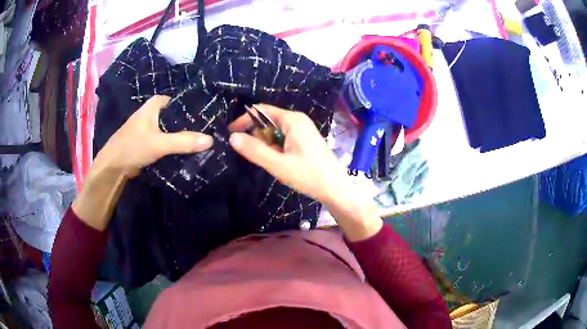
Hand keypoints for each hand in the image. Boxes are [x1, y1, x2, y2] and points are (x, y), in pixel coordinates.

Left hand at [93, 95, 213, 176]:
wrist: (113, 167)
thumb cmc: (132, 147)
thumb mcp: (159, 143)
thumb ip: (183, 141)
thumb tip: (211, 140)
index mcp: (156, 104)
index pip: (183, 102)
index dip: (198, 111)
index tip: (214, 120)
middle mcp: (156, 112)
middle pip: (180, 117)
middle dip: (194, 126)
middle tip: (213, 133)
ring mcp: (154, 127)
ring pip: (175, 129)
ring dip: (187, 137)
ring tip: (206, 143)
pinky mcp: (152, 140)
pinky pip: (170, 140)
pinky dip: (178, 145)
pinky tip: (191, 150)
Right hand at [228, 104, 349, 206]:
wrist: (336, 188)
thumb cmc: (308, 175)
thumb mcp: (278, 164)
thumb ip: (254, 150)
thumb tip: (233, 137)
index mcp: (292, 120)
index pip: (261, 111)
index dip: (243, 120)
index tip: (230, 134)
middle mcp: (298, 120)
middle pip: (268, 120)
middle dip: (256, 135)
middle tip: (252, 154)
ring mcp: (303, 129)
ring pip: (275, 130)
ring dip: (266, 143)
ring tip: (268, 160)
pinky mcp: (305, 139)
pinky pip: (284, 137)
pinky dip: (275, 147)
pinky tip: (278, 161)